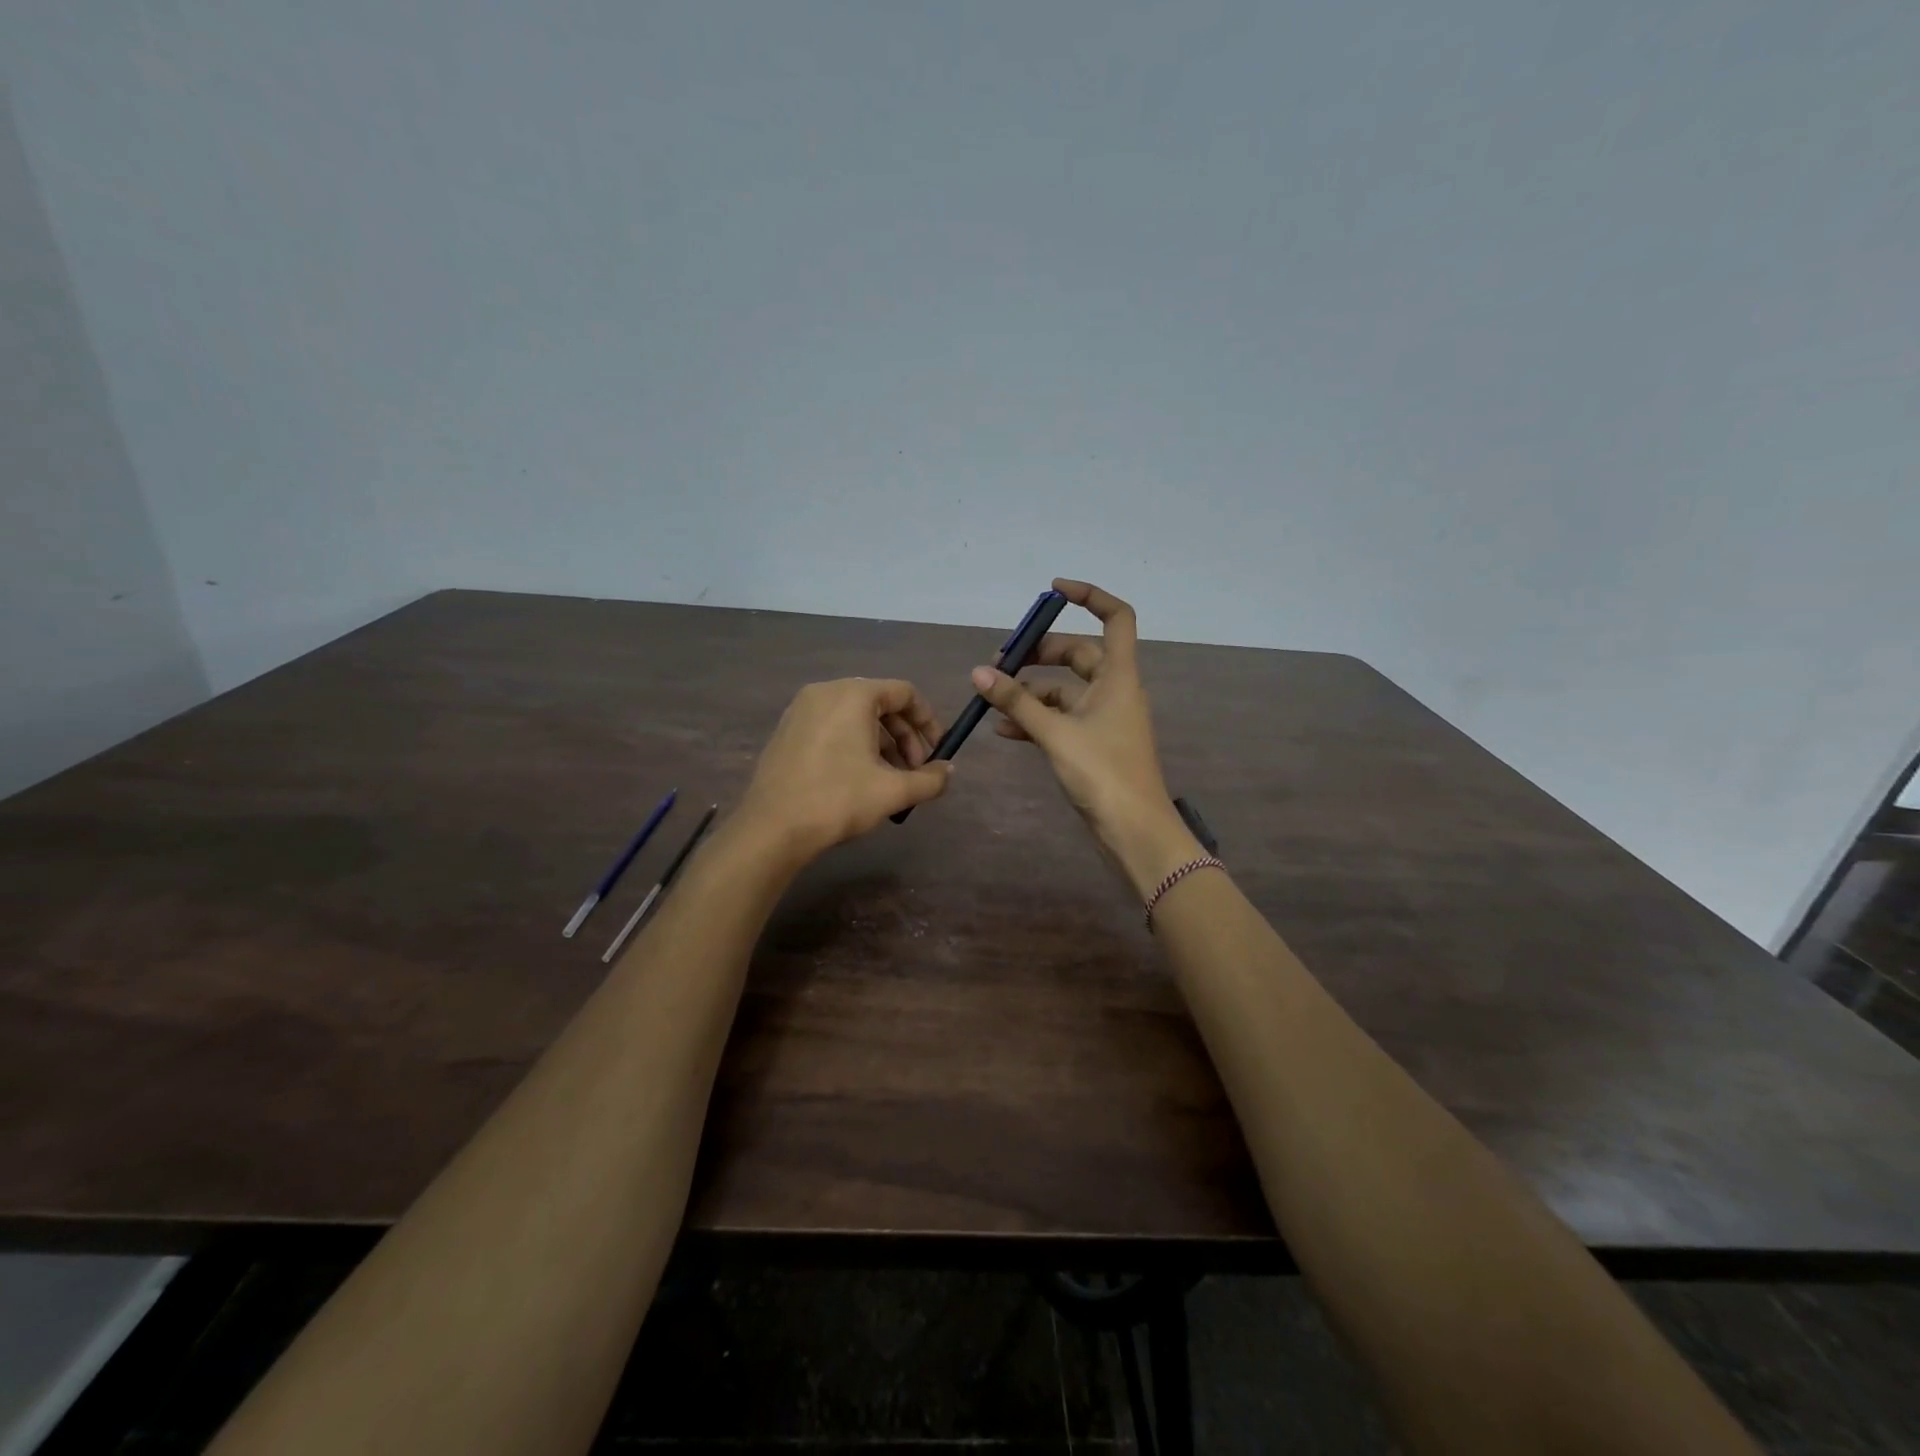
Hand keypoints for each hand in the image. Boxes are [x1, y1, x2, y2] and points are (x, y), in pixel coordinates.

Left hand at [735, 678, 952, 865]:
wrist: (772, 828)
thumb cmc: (837, 800)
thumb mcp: (893, 791)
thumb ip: (930, 779)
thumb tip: (948, 771)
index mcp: (853, 695)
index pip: (905, 693)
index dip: (928, 722)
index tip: (937, 752)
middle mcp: (826, 691)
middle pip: (881, 704)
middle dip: (905, 737)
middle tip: (915, 771)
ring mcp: (802, 709)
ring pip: (856, 717)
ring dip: (882, 744)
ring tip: (890, 780)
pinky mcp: (787, 730)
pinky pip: (833, 727)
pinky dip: (855, 745)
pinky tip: (859, 779)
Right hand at [969, 579, 1200, 895]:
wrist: (1134, 832)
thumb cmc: (1104, 773)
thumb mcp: (1056, 733)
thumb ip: (1017, 702)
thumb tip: (980, 672)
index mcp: (1119, 677)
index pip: (1115, 617)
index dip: (1089, 595)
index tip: (1052, 591)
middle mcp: (1114, 691)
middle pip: (1078, 654)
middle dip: (1040, 653)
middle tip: (1001, 660)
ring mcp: (1104, 719)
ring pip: (1065, 690)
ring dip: (1031, 689)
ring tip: (993, 695)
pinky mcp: (1093, 744)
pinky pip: (1061, 719)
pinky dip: (1036, 718)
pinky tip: (1004, 728)